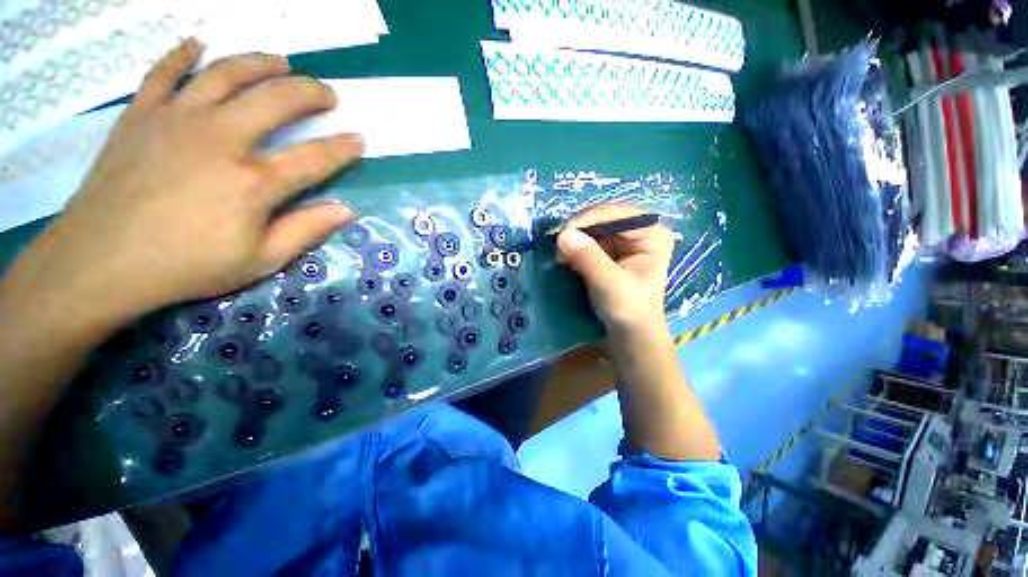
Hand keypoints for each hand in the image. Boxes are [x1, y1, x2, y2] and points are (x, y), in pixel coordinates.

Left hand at [2, 39, 361, 334]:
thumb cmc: (186, 266)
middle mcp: (220, 138)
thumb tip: (346, 210)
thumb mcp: (260, 261)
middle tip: (328, 94)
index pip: (314, 157)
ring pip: (226, 73)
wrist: (100, 261)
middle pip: (276, 100)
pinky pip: (164, 71)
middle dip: (310, 93)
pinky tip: (200, 43)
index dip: (343, 147)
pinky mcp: (141, 114)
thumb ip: (306, 230)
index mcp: (253, 182)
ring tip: (281, 62)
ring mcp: (177, 119)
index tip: (359, 138)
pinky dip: (183, 53)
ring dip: (260, 63)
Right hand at [556, 204, 673, 338]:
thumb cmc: (629, 311)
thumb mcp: (609, 285)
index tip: (563, 233)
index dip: (588, 219)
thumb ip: (589, 258)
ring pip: (593, 229)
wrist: (630, 334)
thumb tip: (564, 234)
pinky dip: (575, 248)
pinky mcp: (611, 251)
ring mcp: (624, 241)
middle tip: (558, 247)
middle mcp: (640, 231)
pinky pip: (589, 241)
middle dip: (579, 231)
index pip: (617, 214)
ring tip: (560, 257)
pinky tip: (566, 260)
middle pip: (603, 219)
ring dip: (574, 240)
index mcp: (652, 234)